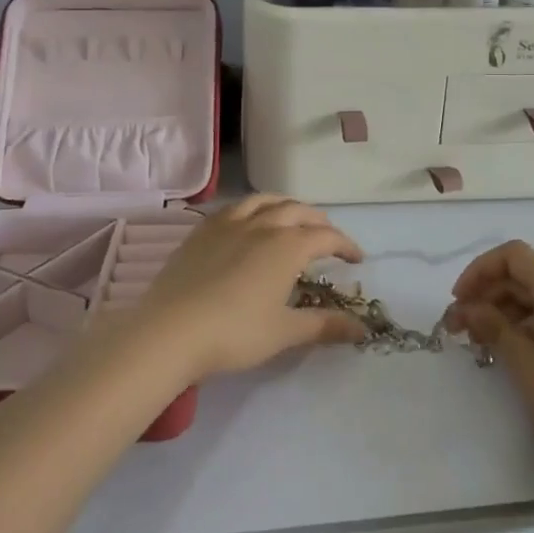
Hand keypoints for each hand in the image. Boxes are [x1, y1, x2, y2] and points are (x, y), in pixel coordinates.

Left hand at [134, 195, 365, 378]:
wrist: (170, 330)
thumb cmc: (235, 332)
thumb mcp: (285, 332)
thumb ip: (325, 325)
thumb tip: (362, 329)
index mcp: (287, 246)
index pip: (326, 236)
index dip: (346, 245)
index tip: (357, 259)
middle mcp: (262, 225)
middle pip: (298, 210)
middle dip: (319, 221)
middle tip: (328, 237)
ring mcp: (228, 223)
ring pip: (265, 200)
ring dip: (286, 205)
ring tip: (292, 217)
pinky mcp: (202, 231)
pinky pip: (235, 207)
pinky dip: (253, 207)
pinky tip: (249, 222)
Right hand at [443, 240, 533, 483]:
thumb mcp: (523, 362)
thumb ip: (492, 326)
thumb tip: (468, 307)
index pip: (513, 255)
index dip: (480, 270)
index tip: (458, 301)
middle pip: (521, 277)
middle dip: (485, 294)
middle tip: (456, 328)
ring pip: (532, 301)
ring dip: (499, 313)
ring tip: (475, 344)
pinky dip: (519, 329)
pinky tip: (503, 354)